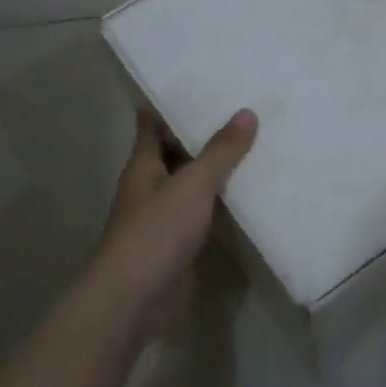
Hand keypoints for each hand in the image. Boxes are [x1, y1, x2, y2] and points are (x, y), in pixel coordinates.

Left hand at [85, 107, 257, 335]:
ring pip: (188, 185)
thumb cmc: (155, 232)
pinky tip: (246, 195)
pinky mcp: (175, 245)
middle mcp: (148, 188)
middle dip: (199, 136)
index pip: (151, 126)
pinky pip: (199, 214)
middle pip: (173, 153)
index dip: (169, 106)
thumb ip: (220, 151)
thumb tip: (247, 112)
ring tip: (251, 147)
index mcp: (143, 166)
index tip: (197, 87)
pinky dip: (218, 204)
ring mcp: (160, 218)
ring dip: (212, 171)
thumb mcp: (192, 184)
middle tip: (239, 113)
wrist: (134, 299)